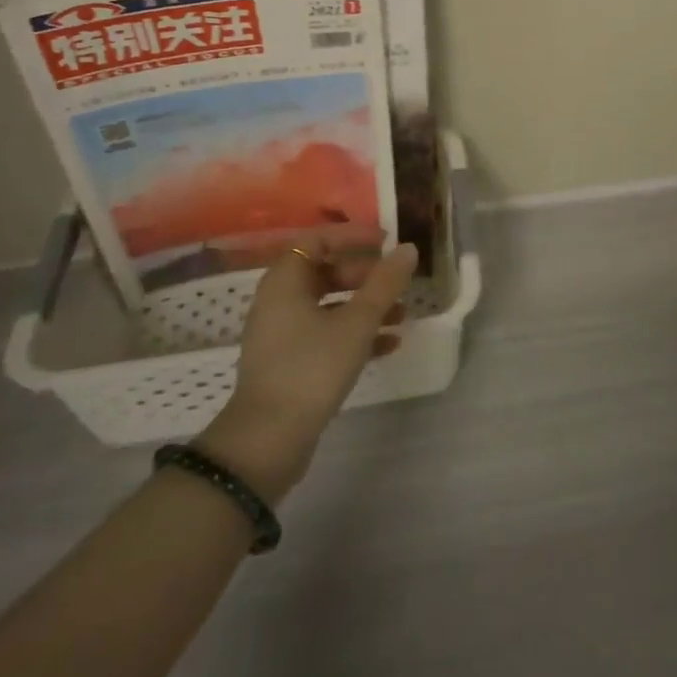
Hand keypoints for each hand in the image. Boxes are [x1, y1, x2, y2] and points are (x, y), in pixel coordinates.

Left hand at [197, 235, 417, 502]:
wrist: (268, 440)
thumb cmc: (312, 367)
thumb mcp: (357, 322)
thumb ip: (385, 283)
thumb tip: (408, 249)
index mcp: (285, 281)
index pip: (317, 240)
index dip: (352, 236)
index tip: (385, 240)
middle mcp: (278, 302)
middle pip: (325, 272)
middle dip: (365, 275)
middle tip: (395, 281)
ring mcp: (281, 335)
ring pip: (329, 306)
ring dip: (365, 307)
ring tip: (402, 315)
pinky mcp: (289, 364)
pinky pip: (326, 335)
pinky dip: (354, 334)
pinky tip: (389, 345)